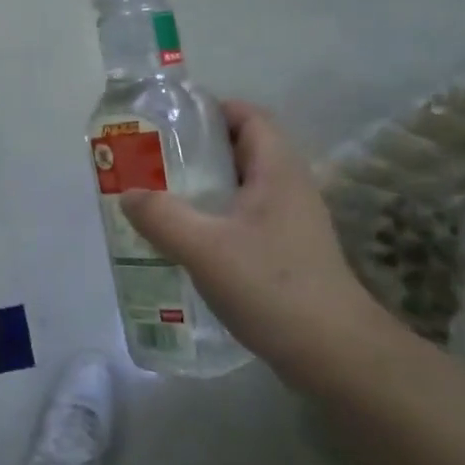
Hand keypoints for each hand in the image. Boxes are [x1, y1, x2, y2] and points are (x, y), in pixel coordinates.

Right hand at [119, 100, 382, 371]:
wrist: (335, 355)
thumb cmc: (272, 286)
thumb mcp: (205, 248)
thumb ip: (162, 216)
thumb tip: (128, 194)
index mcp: (278, 170)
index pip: (249, 116)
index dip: (212, 110)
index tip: (170, 123)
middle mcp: (290, 187)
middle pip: (243, 149)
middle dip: (199, 150)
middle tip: (154, 161)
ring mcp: (293, 223)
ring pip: (244, 187)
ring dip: (206, 188)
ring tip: (163, 199)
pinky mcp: (290, 254)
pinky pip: (247, 219)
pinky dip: (218, 219)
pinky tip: (190, 242)